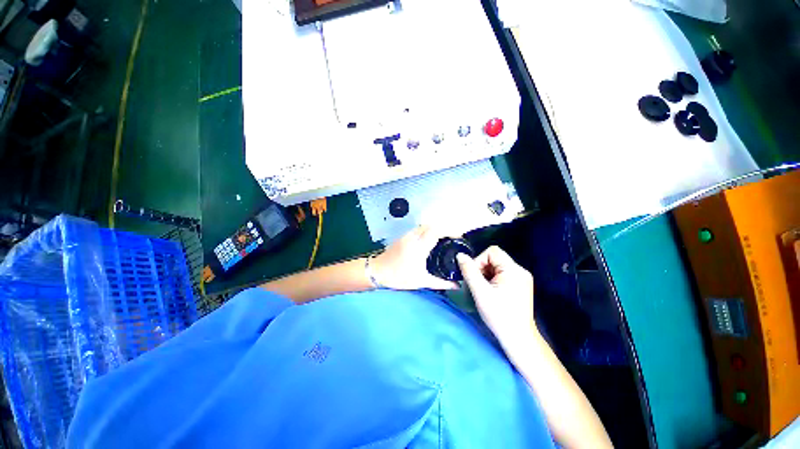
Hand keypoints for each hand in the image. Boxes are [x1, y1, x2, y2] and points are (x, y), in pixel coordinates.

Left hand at [372, 225, 460, 290]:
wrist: (377, 271)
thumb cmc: (399, 277)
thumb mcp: (421, 281)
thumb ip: (440, 283)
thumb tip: (456, 286)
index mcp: (419, 247)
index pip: (436, 231)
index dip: (449, 231)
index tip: (458, 236)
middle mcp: (413, 237)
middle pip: (432, 225)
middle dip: (444, 228)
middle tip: (452, 238)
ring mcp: (407, 235)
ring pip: (424, 226)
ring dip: (435, 229)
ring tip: (443, 239)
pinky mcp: (403, 236)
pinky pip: (418, 229)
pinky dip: (427, 231)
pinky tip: (430, 241)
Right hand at [456, 246, 535, 348]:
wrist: (518, 338)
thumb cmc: (499, 315)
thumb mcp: (480, 292)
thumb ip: (469, 271)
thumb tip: (460, 255)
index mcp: (513, 269)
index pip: (492, 251)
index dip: (479, 260)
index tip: (475, 276)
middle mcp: (520, 270)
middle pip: (495, 258)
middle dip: (482, 268)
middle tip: (478, 284)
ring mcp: (522, 278)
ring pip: (497, 266)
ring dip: (487, 274)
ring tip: (484, 290)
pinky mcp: (521, 285)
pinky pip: (503, 274)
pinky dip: (493, 279)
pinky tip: (492, 292)